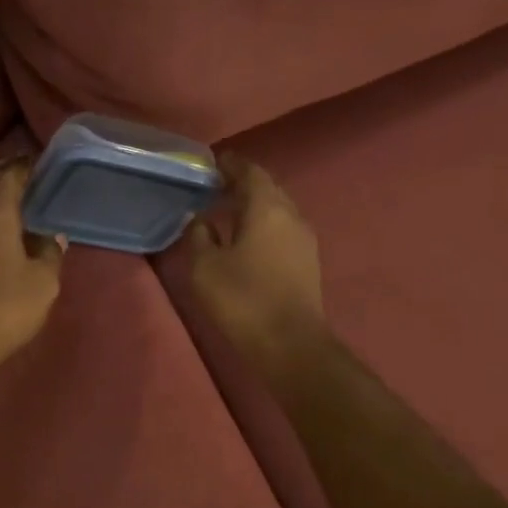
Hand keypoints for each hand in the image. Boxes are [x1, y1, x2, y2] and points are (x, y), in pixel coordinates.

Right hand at [188, 155, 326, 376]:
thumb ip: (199, 236)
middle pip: (267, 189)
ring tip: (229, 213)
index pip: (250, 172)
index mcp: (267, 208)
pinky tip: (247, 240)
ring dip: (255, 207)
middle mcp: (291, 215)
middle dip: (243, 184)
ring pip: (278, 210)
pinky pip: (283, 231)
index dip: (231, 165)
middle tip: (217, 187)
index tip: (213, 163)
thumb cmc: (243, 299)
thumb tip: (201, 219)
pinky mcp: (308, 262)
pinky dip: (264, 226)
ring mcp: (305, 240)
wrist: (290, 344)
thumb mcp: (205, 267)